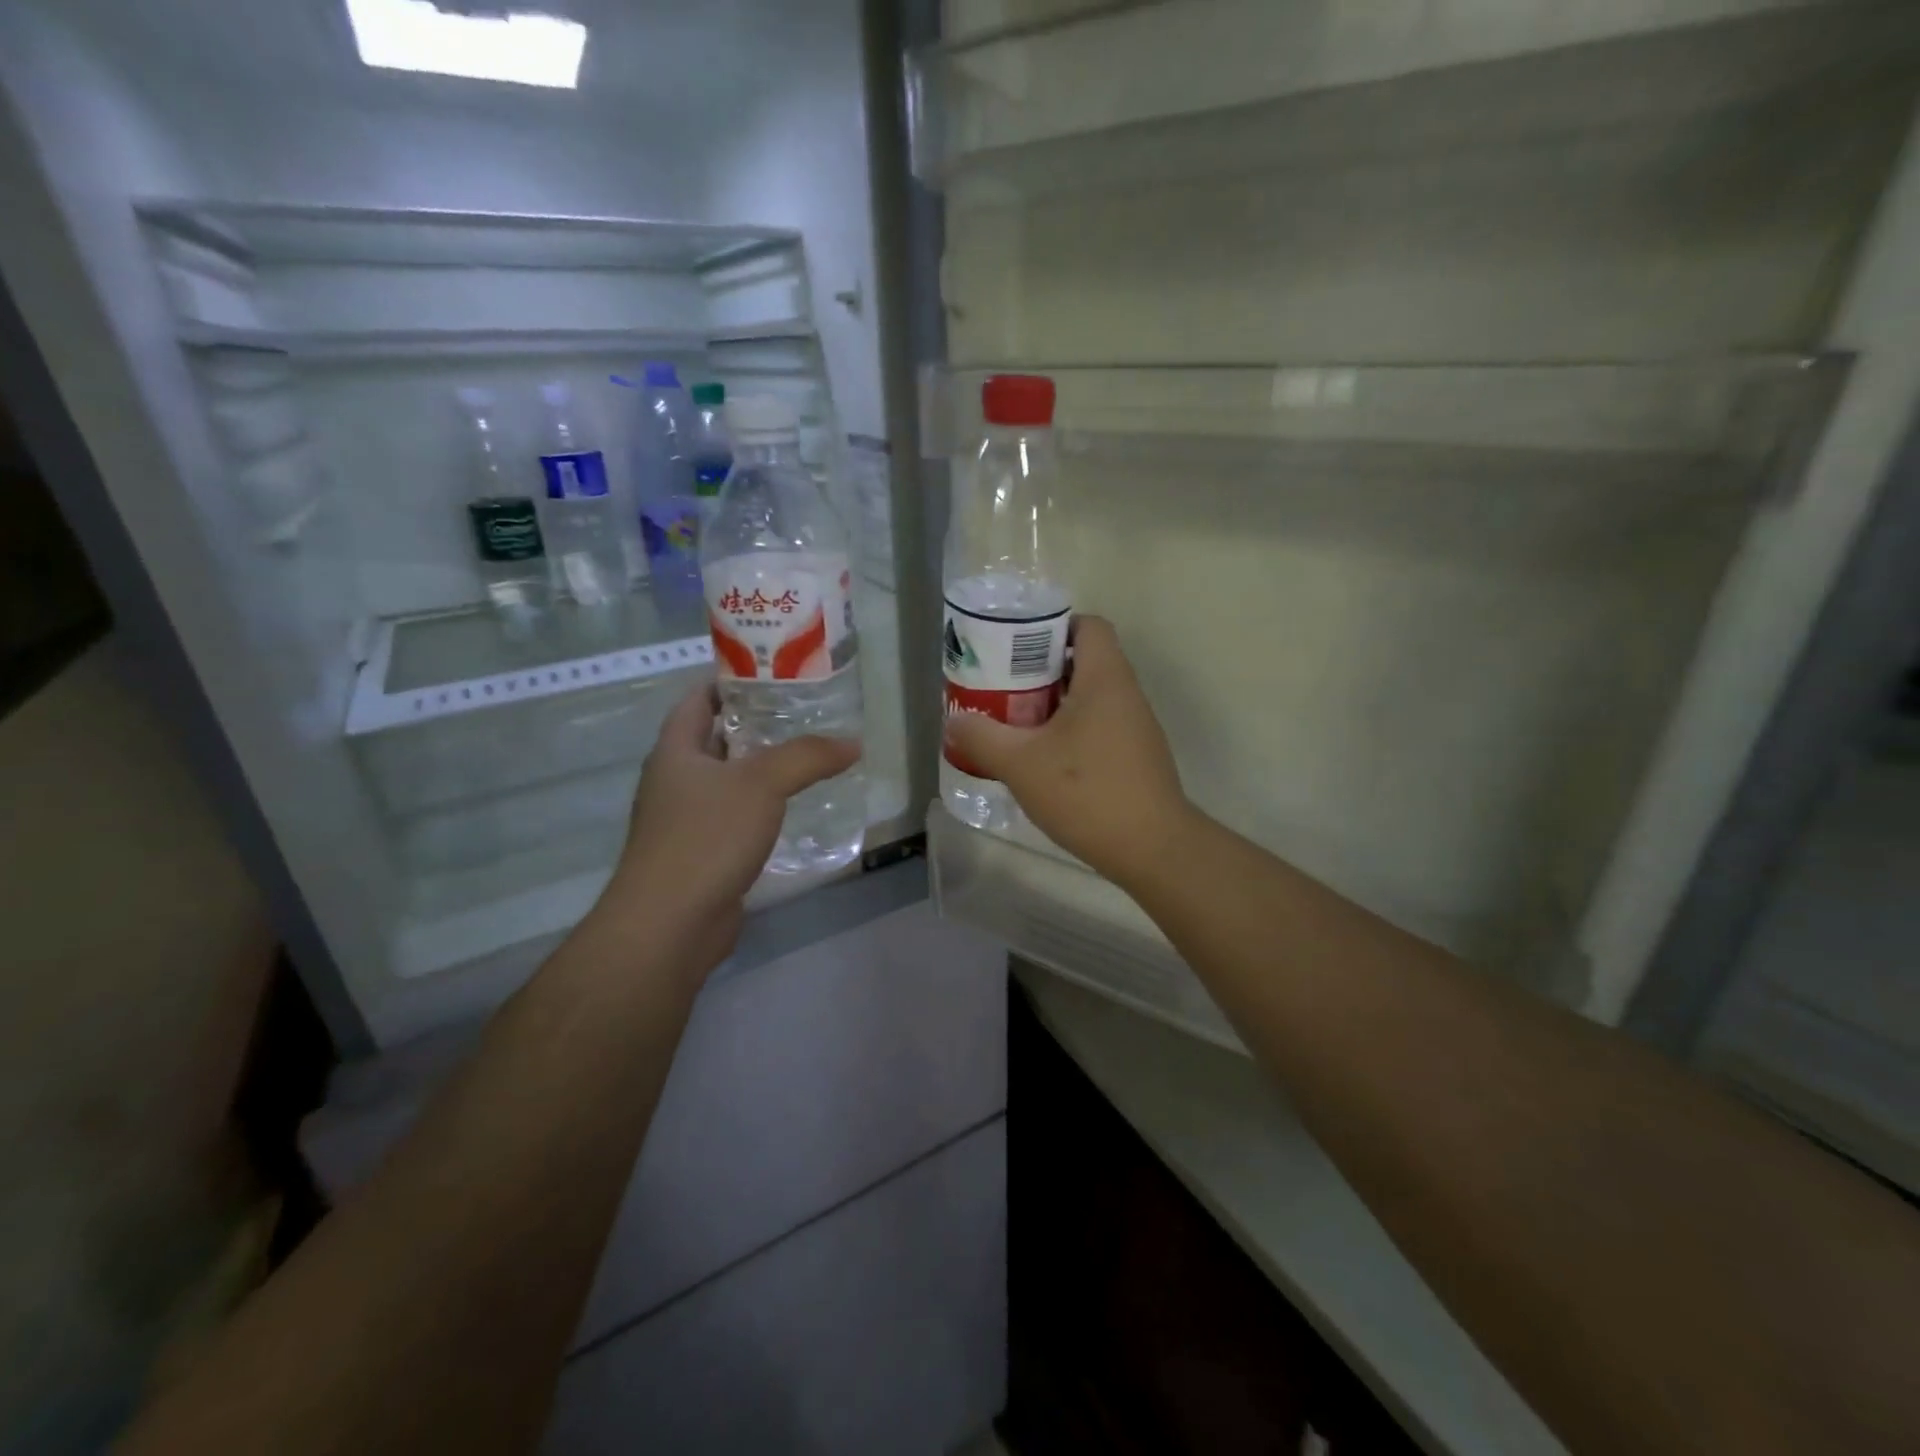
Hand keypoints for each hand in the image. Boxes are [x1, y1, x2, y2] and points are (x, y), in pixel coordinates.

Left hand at [607, 681, 860, 965]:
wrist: (670, 924)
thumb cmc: (706, 838)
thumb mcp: (762, 783)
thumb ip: (808, 756)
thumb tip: (853, 743)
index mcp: (675, 751)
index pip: (697, 699)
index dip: (729, 681)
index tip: (772, 673)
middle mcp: (675, 781)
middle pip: (716, 739)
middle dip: (756, 724)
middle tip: (805, 713)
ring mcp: (685, 821)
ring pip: (729, 781)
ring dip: (762, 769)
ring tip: (810, 756)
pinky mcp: (702, 855)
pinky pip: (735, 818)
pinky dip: (762, 808)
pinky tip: (795, 809)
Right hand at [944, 615, 1189, 889]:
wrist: (1152, 848)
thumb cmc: (1086, 792)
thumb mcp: (1020, 763)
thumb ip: (982, 737)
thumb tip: (955, 721)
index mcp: (1105, 678)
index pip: (1088, 625)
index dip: (1053, 626)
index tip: (1017, 647)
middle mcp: (1126, 694)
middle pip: (1084, 661)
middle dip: (1041, 670)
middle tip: (1002, 687)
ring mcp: (1136, 728)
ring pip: (1090, 698)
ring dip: (1054, 704)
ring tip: (1015, 723)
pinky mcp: (1136, 757)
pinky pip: (1099, 727)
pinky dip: (1071, 732)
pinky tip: (1043, 761)